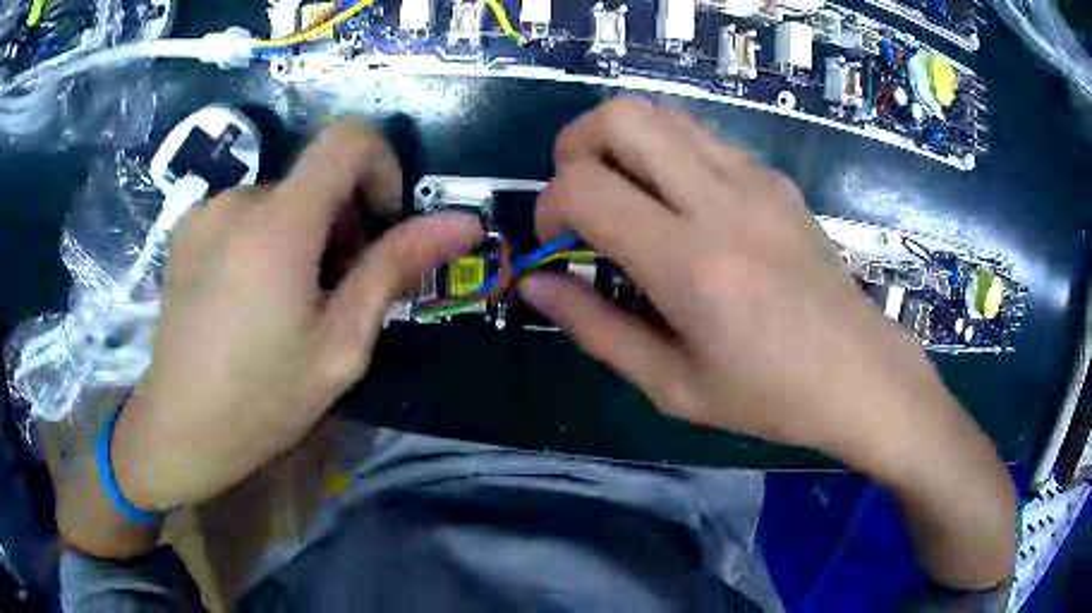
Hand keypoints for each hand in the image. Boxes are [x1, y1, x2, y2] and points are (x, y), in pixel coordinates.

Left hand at [111, 123, 481, 510]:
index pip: (348, 139)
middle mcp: (237, 199)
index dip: (381, 166)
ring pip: (278, 200)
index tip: (380, 224)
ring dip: (300, 235)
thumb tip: (462, 223)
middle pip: (312, 178)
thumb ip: (396, 269)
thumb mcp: (341, 344)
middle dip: (341, 221)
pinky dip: (263, 240)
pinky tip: (249, 299)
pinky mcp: (184, 230)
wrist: (181, 429)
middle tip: (337, 291)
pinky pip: (242, 214)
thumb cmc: (264, 399)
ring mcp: (203, 212)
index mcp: (279, 223)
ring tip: (290, 302)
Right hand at [521, 98, 935, 461]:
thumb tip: (535, 285)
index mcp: (690, 263)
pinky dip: (667, 151)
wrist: (859, 373)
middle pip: (619, 116)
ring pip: (661, 113)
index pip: (583, 188)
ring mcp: (754, 179)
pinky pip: (701, 134)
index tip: (557, 244)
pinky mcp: (775, 178)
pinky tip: (680, 202)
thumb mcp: (672, 385)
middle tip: (580, 196)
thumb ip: (595, 328)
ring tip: (626, 195)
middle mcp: (721, 201)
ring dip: (622, 142)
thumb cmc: (769, 396)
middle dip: (575, 145)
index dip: (547, 207)